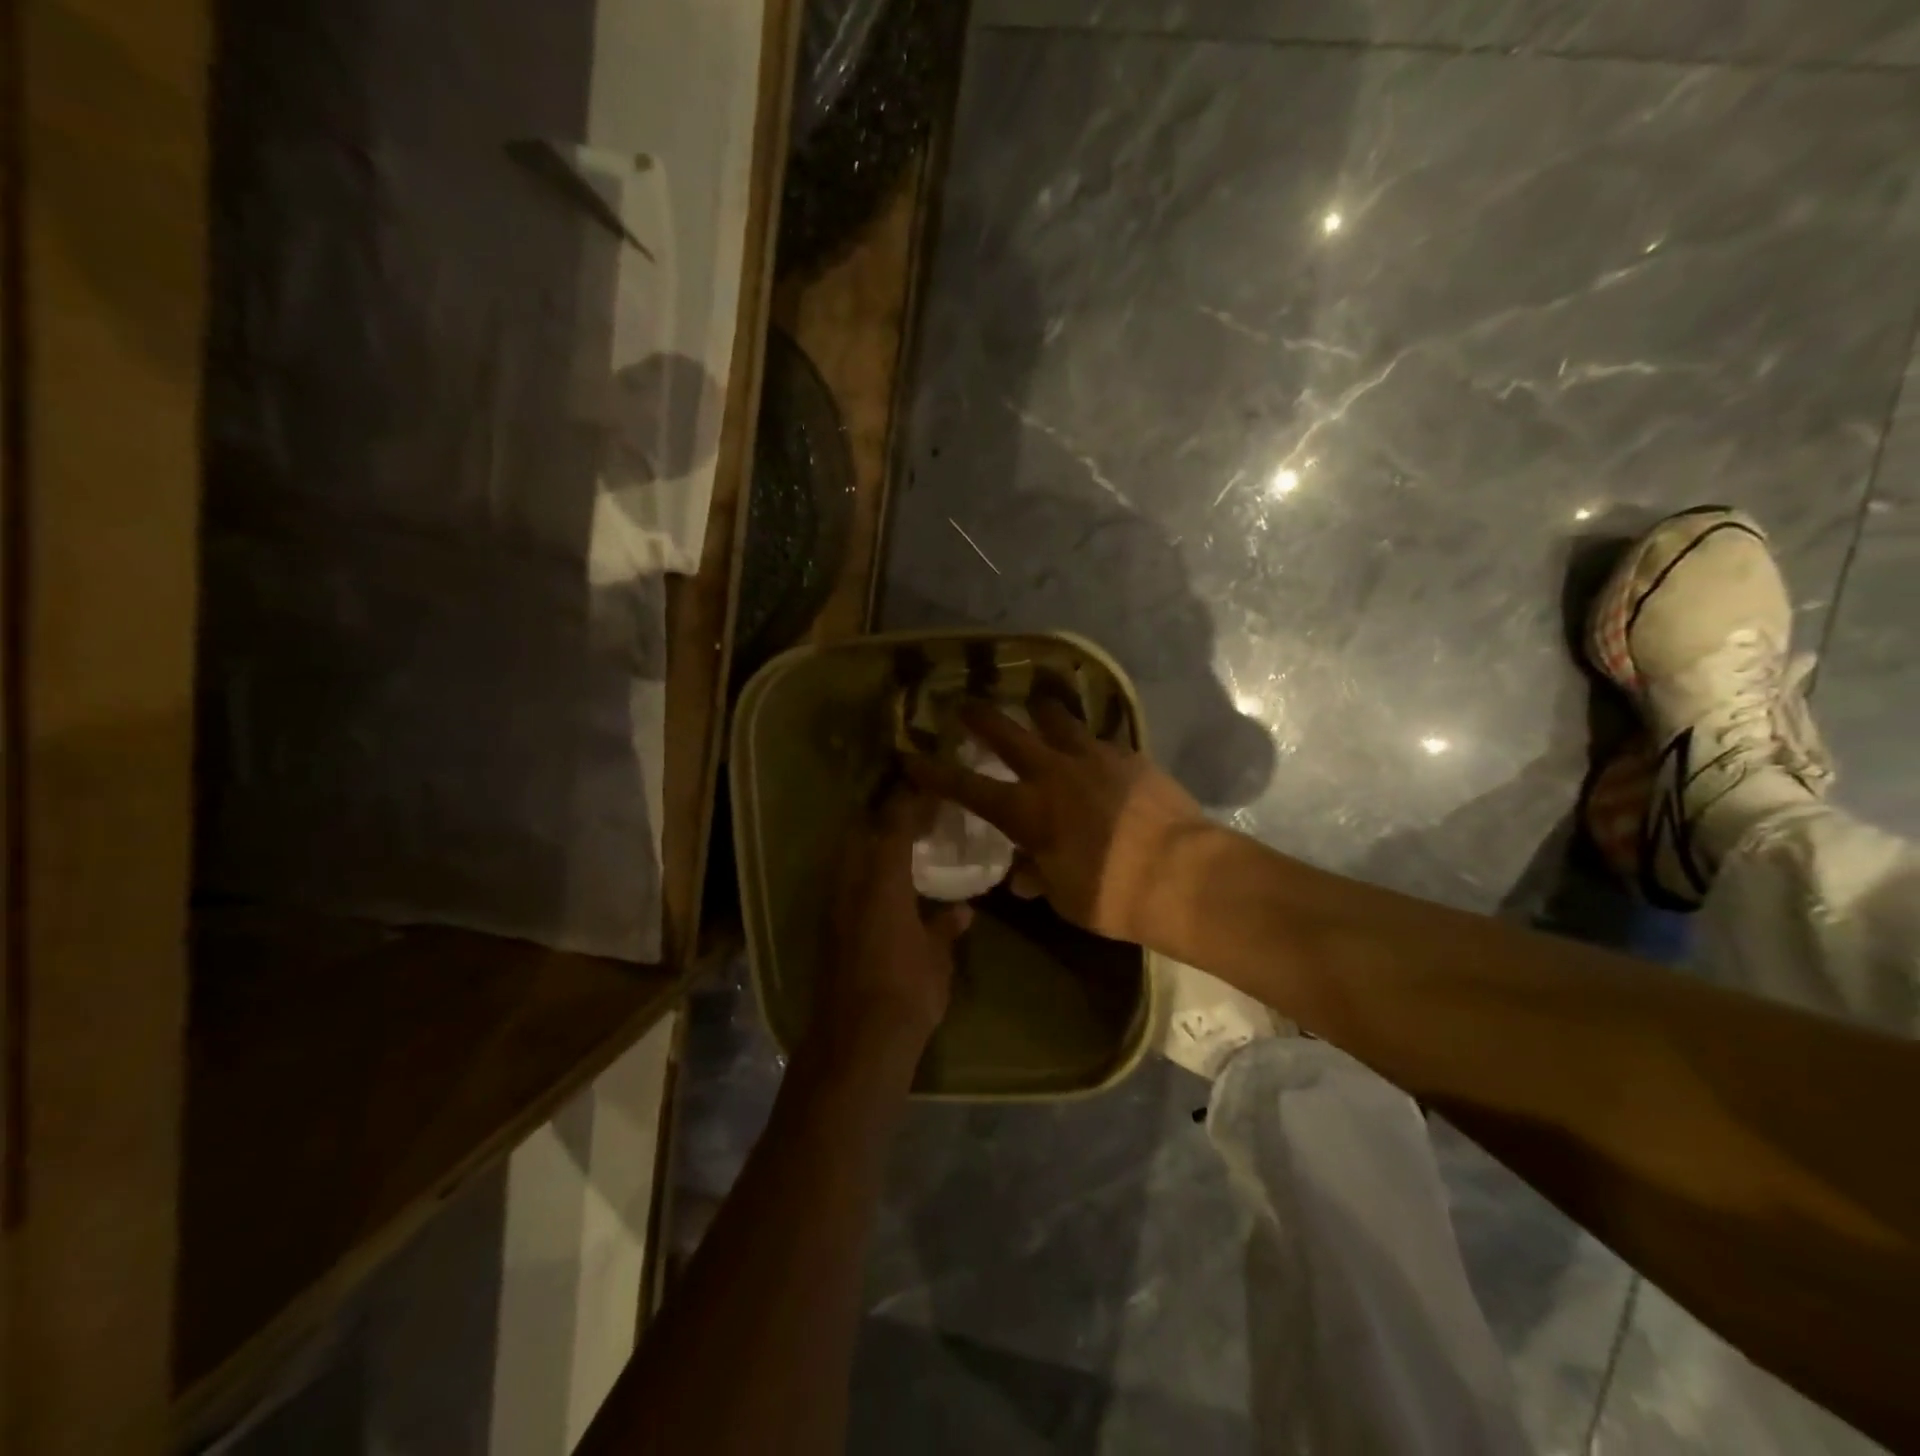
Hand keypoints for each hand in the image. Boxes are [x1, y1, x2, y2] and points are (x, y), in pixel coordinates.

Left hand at [816, 790, 972, 1057]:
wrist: (856, 1041)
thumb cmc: (907, 992)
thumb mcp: (937, 958)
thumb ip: (946, 927)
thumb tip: (962, 910)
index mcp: (882, 881)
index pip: (893, 825)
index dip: (910, 803)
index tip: (928, 789)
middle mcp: (851, 884)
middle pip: (861, 833)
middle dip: (884, 818)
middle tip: (914, 815)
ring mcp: (833, 906)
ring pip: (848, 857)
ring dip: (870, 844)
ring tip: (901, 845)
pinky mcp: (826, 929)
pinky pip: (844, 883)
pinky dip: (862, 872)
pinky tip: (884, 886)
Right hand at [905, 699, 1212, 945]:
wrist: (1183, 873)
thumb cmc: (1112, 896)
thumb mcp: (1064, 896)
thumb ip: (1039, 876)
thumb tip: (1023, 874)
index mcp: (1027, 811)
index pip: (967, 787)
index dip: (934, 772)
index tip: (909, 755)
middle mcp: (1053, 773)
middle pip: (1006, 733)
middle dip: (980, 717)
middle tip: (964, 702)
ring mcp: (1093, 757)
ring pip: (1056, 718)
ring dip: (1040, 711)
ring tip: (1036, 704)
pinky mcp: (1128, 755)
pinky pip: (1099, 739)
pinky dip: (1088, 742)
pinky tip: (1096, 752)